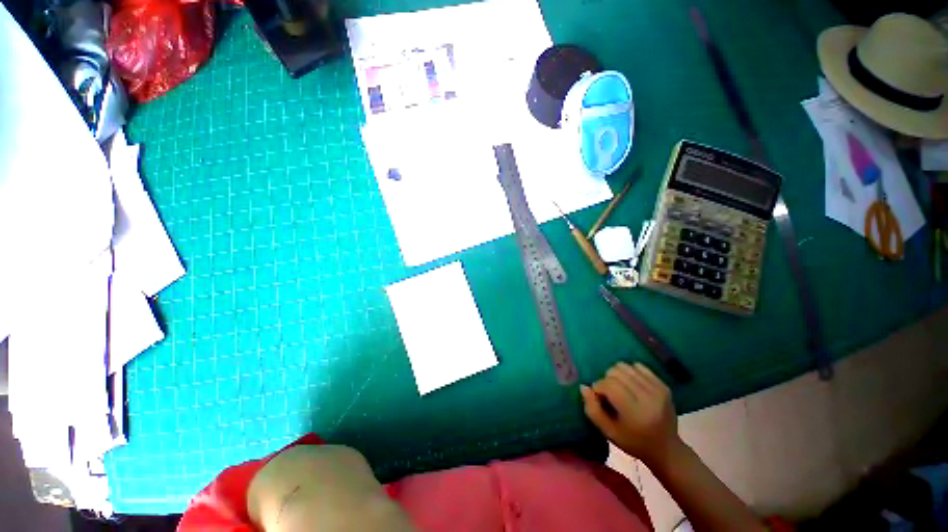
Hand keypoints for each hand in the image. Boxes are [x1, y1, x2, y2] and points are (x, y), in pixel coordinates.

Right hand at [580, 362, 682, 467]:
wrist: (667, 449)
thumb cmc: (633, 442)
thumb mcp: (608, 432)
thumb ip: (592, 409)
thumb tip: (584, 387)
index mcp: (635, 412)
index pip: (609, 385)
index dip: (598, 388)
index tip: (599, 397)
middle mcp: (648, 398)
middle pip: (616, 373)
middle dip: (607, 380)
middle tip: (609, 394)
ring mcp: (658, 390)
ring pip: (626, 366)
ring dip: (617, 375)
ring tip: (619, 389)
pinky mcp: (663, 386)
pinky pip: (639, 366)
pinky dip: (630, 372)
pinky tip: (631, 385)